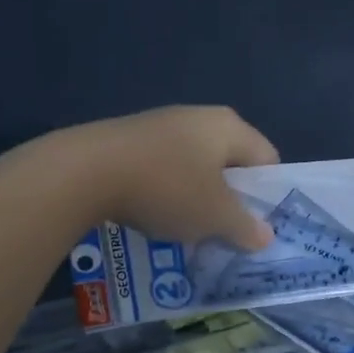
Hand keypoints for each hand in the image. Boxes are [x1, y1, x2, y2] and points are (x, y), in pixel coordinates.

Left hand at [51, 105, 280, 249]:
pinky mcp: (130, 139)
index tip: (256, 226)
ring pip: (194, 167)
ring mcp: (161, 125)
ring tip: (188, 230)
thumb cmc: (167, 188)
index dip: (268, 194)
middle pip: (229, 163)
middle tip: (225, 232)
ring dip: (196, 199)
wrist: (86, 172)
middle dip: (230, 199)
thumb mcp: (214, 216)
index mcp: (228, 126)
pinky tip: (153, 215)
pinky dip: (165, 192)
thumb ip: (245, 227)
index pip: (267, 158)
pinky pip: (162, 169)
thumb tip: (265, 236)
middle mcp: (198, 117)